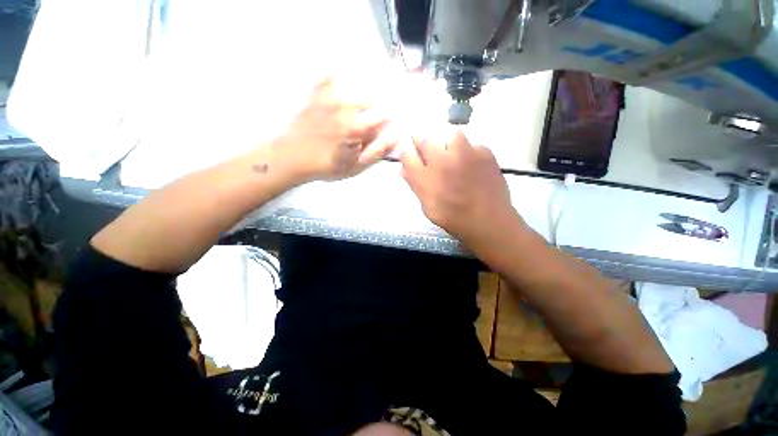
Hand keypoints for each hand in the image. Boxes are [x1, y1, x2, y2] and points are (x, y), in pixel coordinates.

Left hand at [273, 77, 396, 181]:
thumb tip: (395, 137)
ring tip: (353, 111)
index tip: (383, 128)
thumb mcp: (355, 167)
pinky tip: (336, 87)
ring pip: (354, 88)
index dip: (386, 122)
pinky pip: (328, 77)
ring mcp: (329, 98)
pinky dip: (335, 78)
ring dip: (358, 98)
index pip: (383, 116)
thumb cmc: (327, 166)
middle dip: (372, 110)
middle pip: (371, 99)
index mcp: (358, 127)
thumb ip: (377, 152)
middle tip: (365, 123)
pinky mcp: (315, 95)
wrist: (292, 157)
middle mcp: (346, 107)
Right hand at [400, 129, 524, 244]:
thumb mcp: (427, 206)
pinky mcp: (484, 152)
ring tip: (452, 156)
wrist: (488, 221)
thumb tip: (403, 169)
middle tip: (429, 153)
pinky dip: (468, 150)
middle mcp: (442, 161)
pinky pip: (471, 143)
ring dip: (446, 143)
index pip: (407, 154)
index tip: (408, 151)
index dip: (406, 151)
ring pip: (450, 135)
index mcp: (426, 178)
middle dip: (422, 142)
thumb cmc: (453, 218)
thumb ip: (415, 185)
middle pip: (425, 140)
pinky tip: (471, 164)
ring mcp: (465, 154)